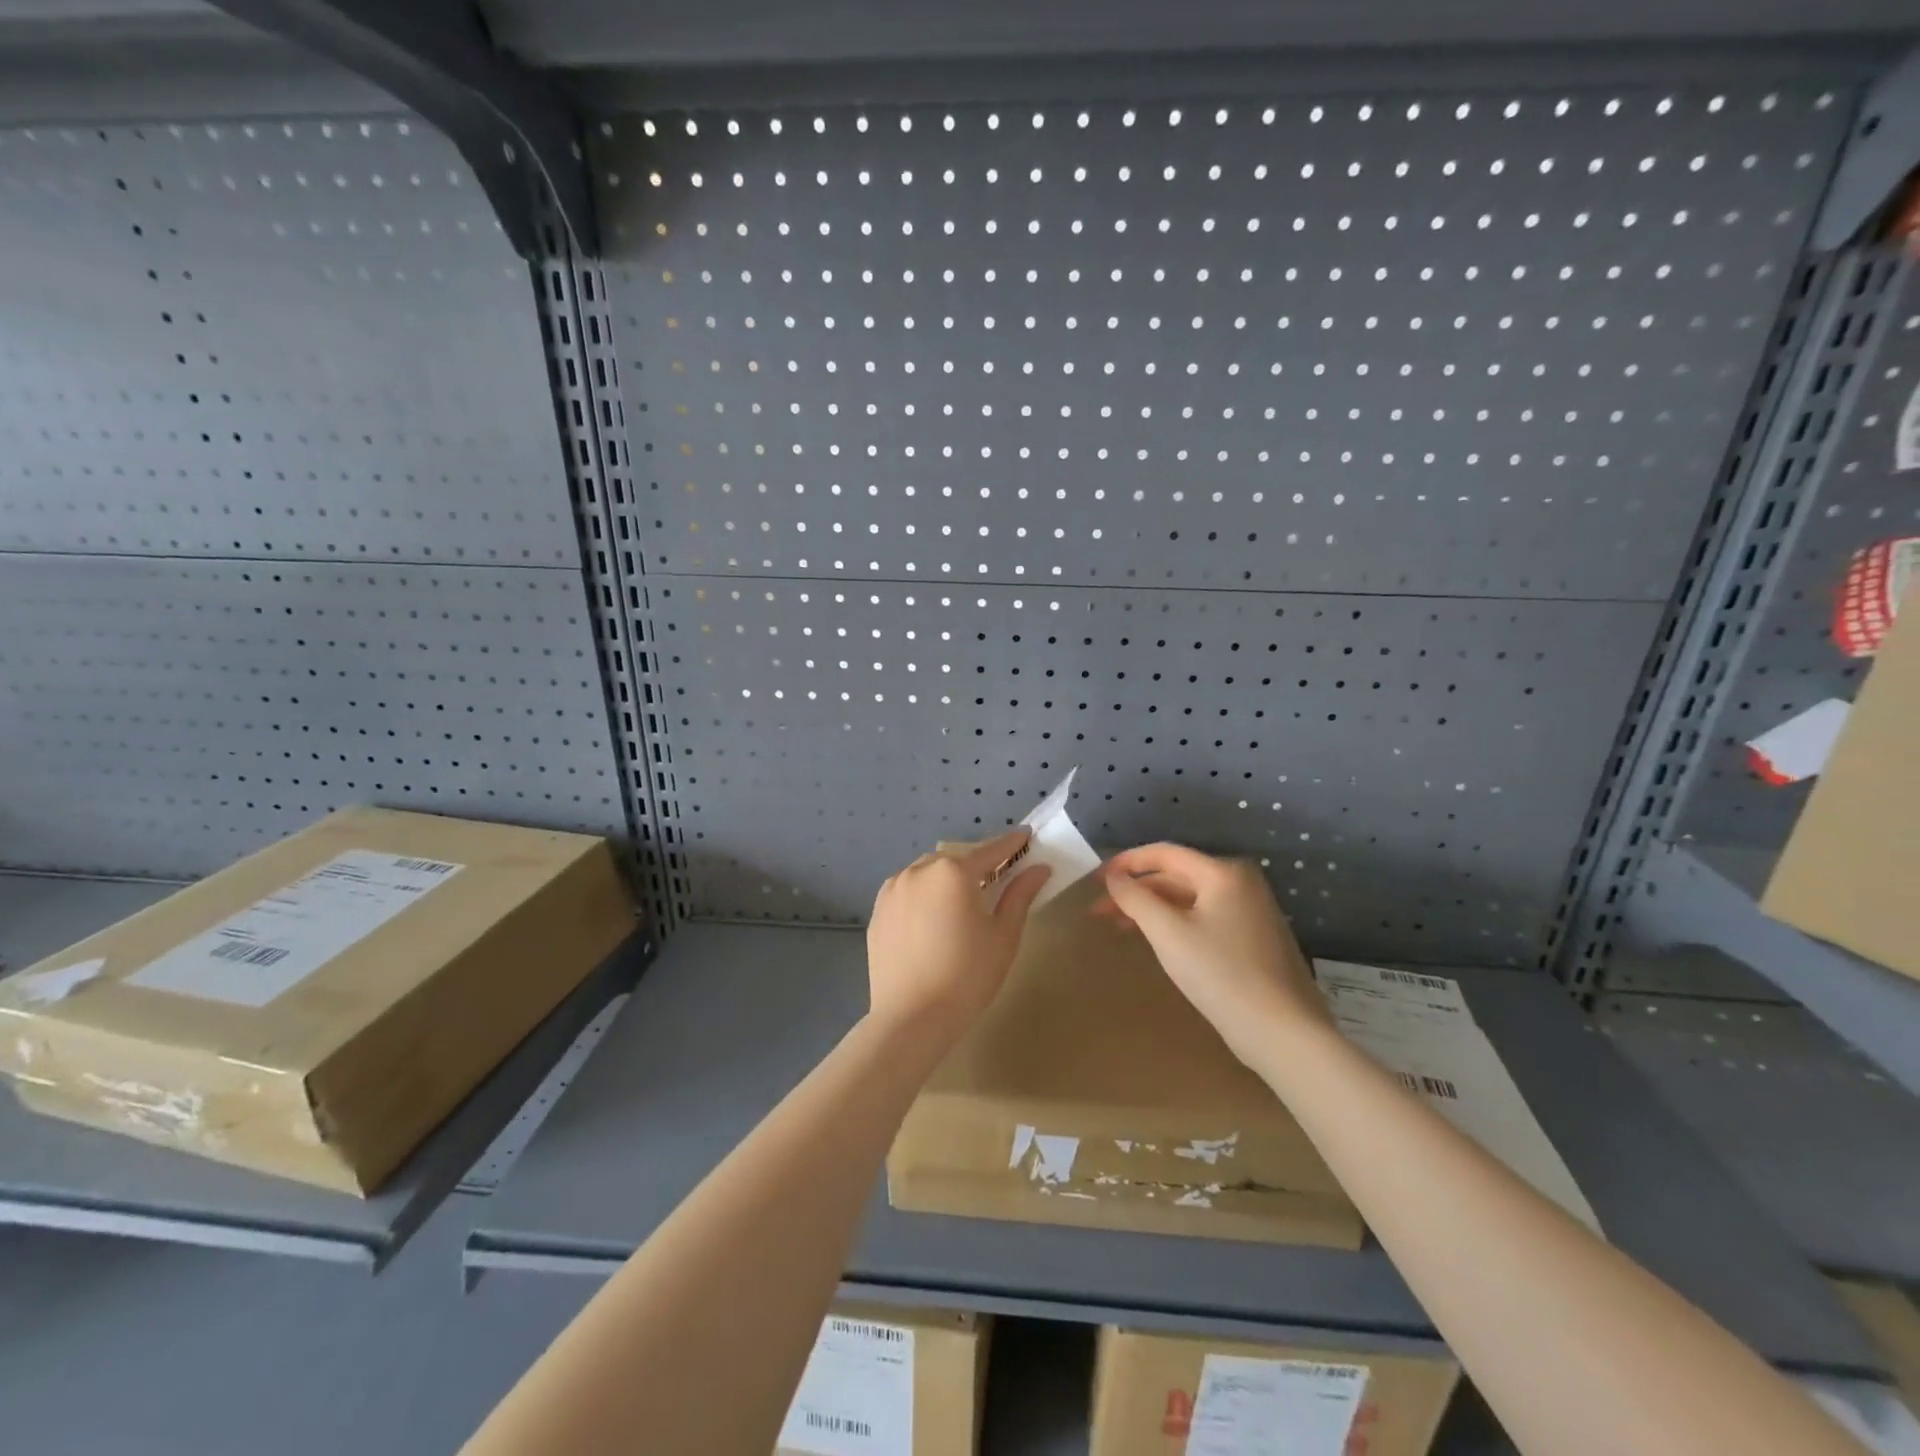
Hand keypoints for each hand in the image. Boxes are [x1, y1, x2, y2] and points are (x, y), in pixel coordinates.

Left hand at [866, 828, 1050, 1038]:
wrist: (912, 1017)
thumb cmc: (967, 976)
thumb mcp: (1003, 936)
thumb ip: (1020, 895)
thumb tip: (1039, 868)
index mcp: (953, 872)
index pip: (989, 851)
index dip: (1010, 844)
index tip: (1025, 836)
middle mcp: (919, 870)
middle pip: (956, 859)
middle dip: (977, 864)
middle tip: (996, 877)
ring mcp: (893, 888)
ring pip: (928, 872)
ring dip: (947, 877)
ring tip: (961, 900)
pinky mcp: (878, 909)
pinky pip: (907, 889)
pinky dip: (924, 893)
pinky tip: (932, 916)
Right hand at [1097, 843, 1328, 1064]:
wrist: (1281, 1032)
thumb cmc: (1221, 974)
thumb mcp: (1168, 933)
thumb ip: (1135, 898)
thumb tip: (1113, 876)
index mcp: (1223, 872)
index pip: (1164, 853)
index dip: (1126, 863)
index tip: (1095, 880)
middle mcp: (1240, 882)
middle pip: (1176, 875)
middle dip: (1136, 890)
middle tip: (1099, 911)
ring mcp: (1249, 910)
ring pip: (1188, 898)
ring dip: (1152, 908)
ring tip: (1119, 926)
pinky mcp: (1251, 937)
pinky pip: (1202, 917)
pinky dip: (1174, 922)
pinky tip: (1154, 939)